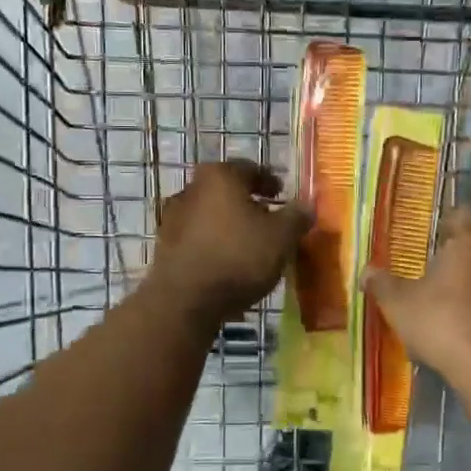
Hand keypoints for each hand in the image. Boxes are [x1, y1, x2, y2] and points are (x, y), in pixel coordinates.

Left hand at [146, 160, 311, 325]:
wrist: (185, 300)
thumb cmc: (239, 257)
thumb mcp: (282, 237)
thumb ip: (297, 216)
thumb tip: (307, 205)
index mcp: (220, 177)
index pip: (250, 169)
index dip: (269, 181)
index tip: (281, 194)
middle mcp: (191, 189)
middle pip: (226, 191)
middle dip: (248, 204)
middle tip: (268, 220)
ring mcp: (172, 218)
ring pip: (210, 214)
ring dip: (229, 225)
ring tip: (249, 245)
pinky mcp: (164, 247)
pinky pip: (197, 238)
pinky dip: (213, 244)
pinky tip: (227, 263)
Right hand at [363, 206, 470, 387]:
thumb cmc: (442, 322)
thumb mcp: (399, 304)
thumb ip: (382, 284)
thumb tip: (365, 272)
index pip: (466, 214)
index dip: (451, 221)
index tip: (436, 233)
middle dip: (461, 253)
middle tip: (437, 267)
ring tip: (449, 298)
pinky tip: (466, 324)